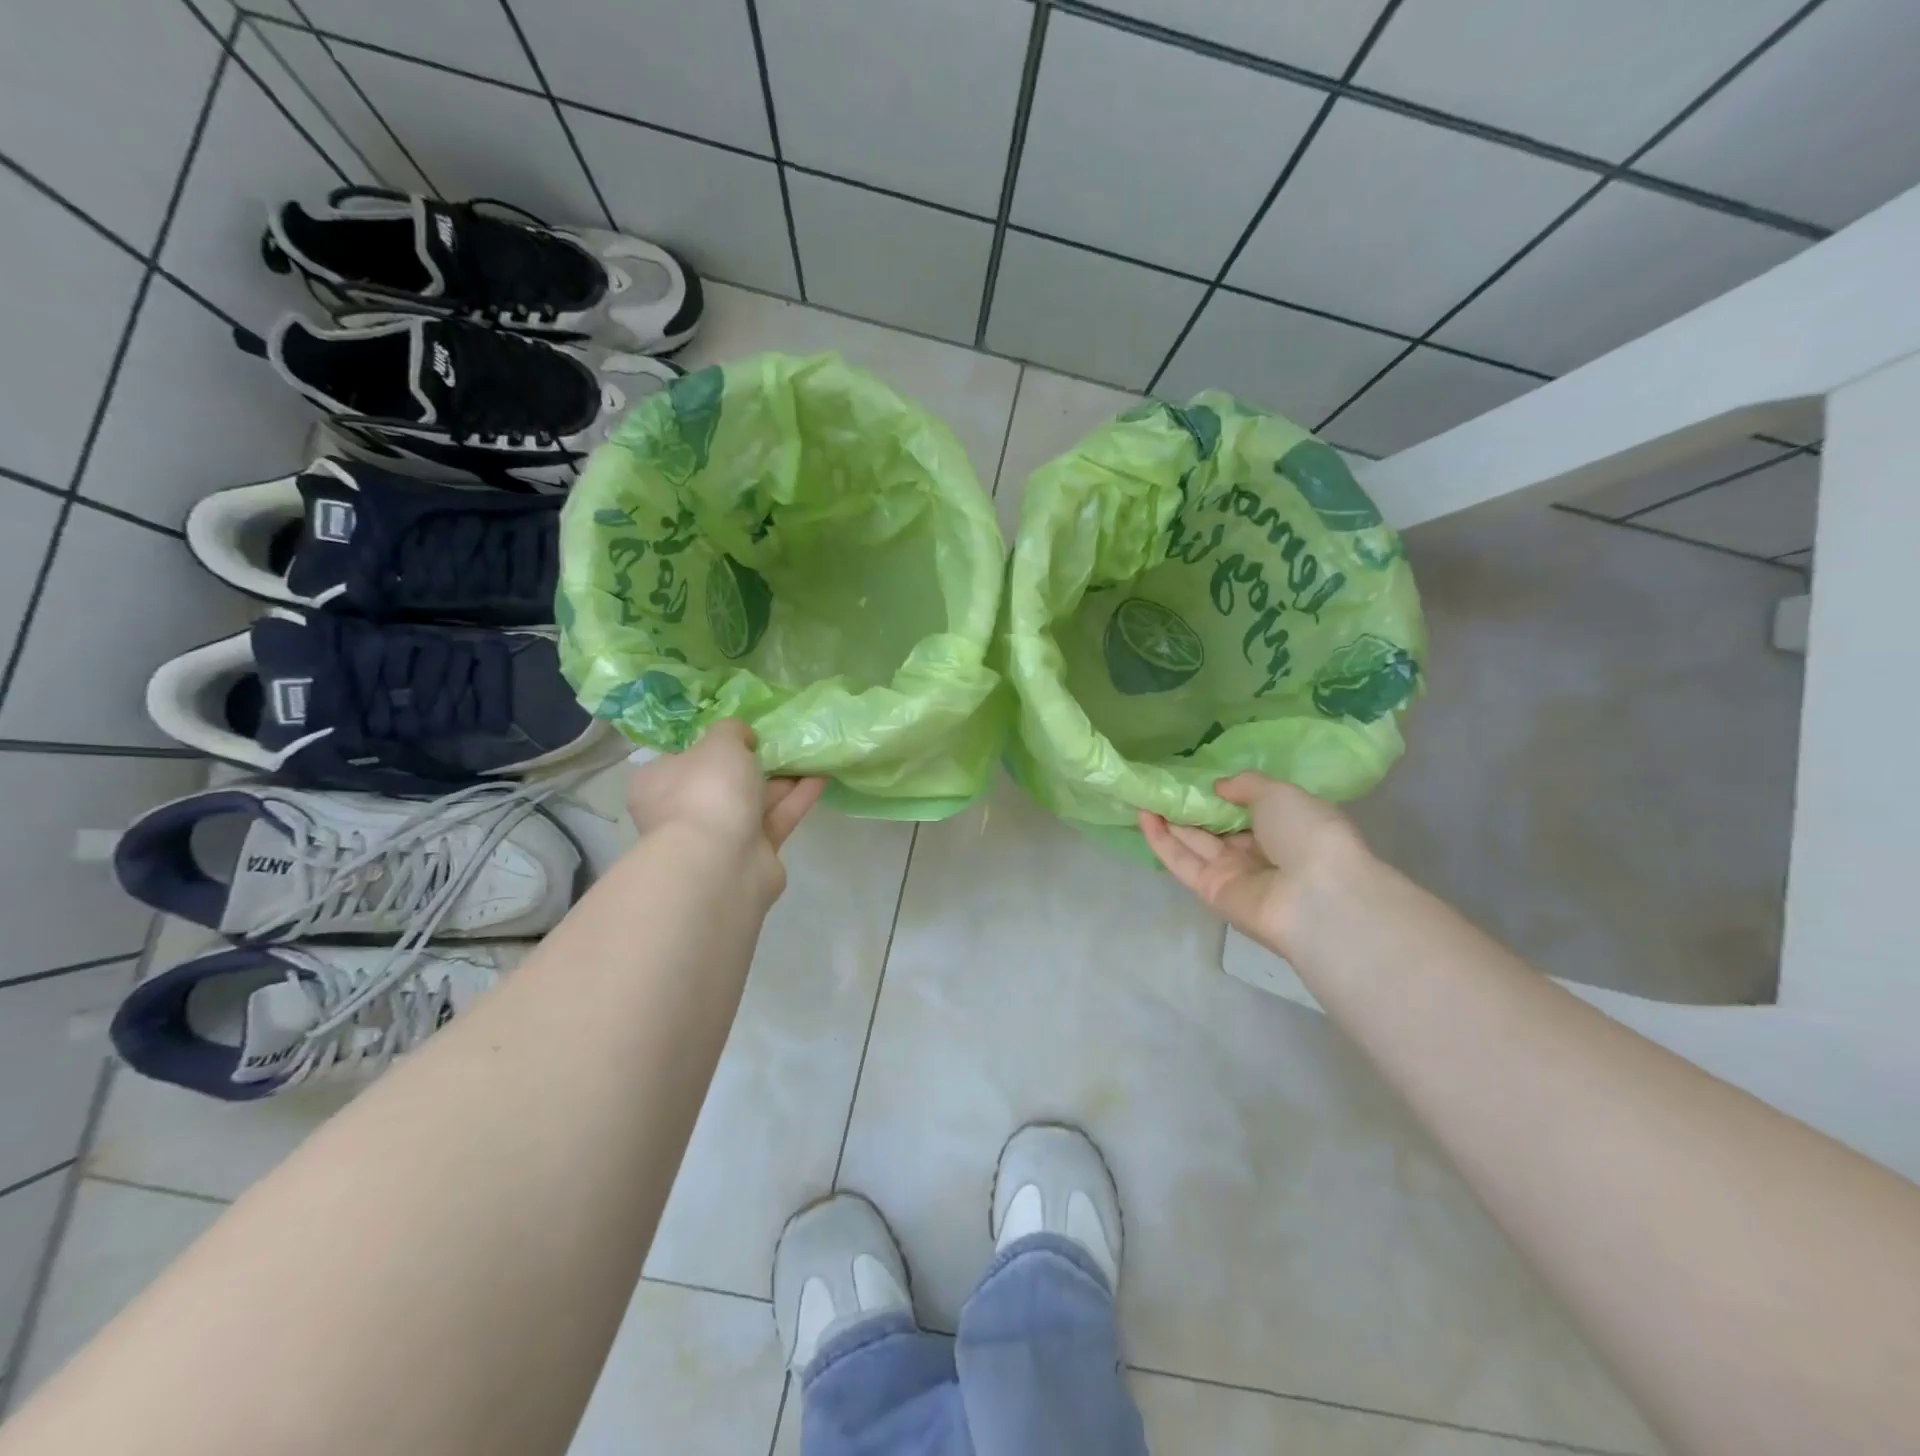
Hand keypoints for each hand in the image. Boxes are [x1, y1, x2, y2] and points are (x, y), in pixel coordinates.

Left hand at [626, 720, 825, 898]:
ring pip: (753, 801)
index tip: (739, 735)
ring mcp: (718, 837)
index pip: (681, 759)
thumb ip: (731, 730)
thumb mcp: (719, 742)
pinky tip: (821, 776)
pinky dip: (797, 798)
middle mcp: (683, 811)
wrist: (719, 864)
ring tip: (811, 754)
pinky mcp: (752, 855)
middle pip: (722, 782)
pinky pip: (776, 819)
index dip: (709, 745)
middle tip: (781, 742)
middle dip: (753, 763)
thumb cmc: (707, 791)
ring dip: (782, 780)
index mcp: (659, 782)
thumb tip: (742, 738)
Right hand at [1140, 773, 1369, 957]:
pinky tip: (1143, 814)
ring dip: (1168, 820)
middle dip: (1189, 806)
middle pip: (1216, 827)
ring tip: (1143, 793)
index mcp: (1285, 826)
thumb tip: (1219, 787)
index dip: (1221, 793)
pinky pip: (1182, 862)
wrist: (1317, 896)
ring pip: (1194, 842)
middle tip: (1160, 783)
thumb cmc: (1308, 834)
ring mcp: (1233, 873)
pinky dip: (1161, 840)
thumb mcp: (1280, 793)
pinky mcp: (1210, 891)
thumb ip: (1246, 784)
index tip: (1194, 775)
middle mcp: (1259, 851)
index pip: (1247, 808)